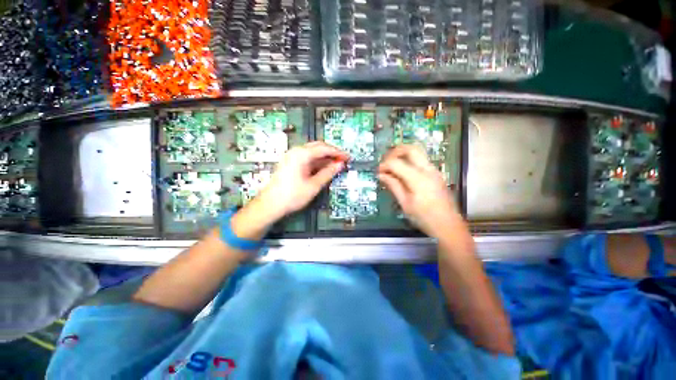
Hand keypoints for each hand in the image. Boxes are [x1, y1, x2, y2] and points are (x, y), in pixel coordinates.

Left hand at [257, 142, 348, 220]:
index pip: (324, 148)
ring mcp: (292, 157)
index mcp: (301, 154)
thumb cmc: (293, 195)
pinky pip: (307, 158)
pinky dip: (317, 162)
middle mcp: (296, 151)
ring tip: (336, 165)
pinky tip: (324, 168)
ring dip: (325, 157)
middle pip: (318, 147)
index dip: (338, 152)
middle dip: (332, 152)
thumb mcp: (314, 185)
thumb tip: (340, 165)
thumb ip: (328, 173)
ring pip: (313, 152)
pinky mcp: (291, 163)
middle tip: (343, 160)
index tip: (348, 158)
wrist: (270, 204)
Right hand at [378, 145, 459, 237]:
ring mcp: (434, 171)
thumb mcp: (405, 203)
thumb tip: (381, 175)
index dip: (384, 165)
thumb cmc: (424, 218)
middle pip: (410, 148)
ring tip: (392, 167)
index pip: (396, 162)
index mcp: (418, 178)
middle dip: (395, 152)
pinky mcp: (436, 175)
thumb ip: (393, 186)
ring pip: (417, 153)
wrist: (448, 226)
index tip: (378, 172)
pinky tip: (402, 174)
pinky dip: (409, 162)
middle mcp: (428, 170)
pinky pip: (421, 161)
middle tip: (385, 162)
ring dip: (402, 156)